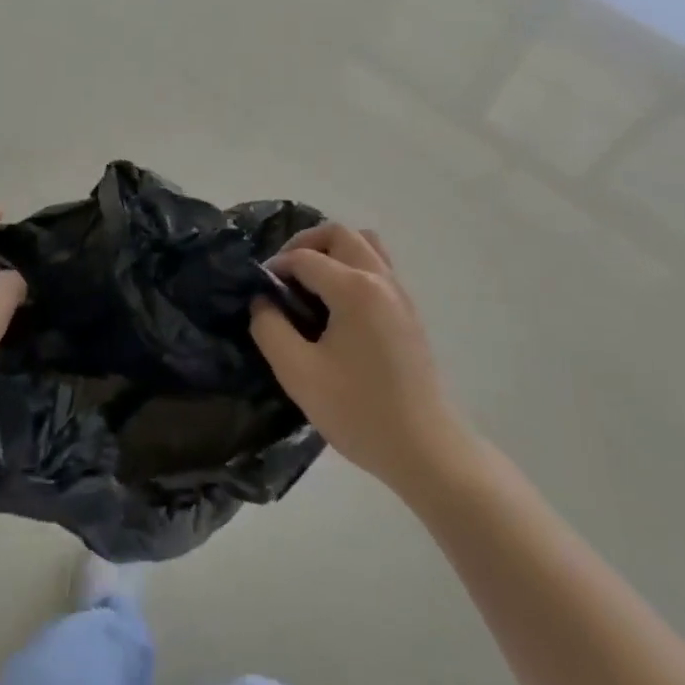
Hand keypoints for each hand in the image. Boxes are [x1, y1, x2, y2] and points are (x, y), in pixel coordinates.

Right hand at [251, 223, 471, 491]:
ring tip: (311, 283)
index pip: (304, 257)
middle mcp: (380, 278)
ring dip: (333, 251)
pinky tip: (337, 305)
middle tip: (284, 276)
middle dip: (305, 245)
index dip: (276, 268)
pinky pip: (378, 266)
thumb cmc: (359, 411)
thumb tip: (262, 302)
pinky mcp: (408, 311)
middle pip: (339, 234)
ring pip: (364, 244)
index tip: (259, 293)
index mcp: (354, 288)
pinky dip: (352, 267)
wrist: (425, 449)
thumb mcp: (299, 374)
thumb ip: (271, 329)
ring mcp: (399, 293)